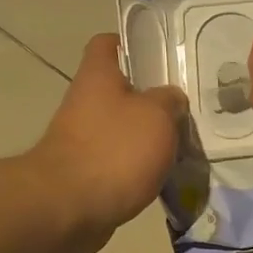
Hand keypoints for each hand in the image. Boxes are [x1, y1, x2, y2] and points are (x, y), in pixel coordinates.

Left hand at [31, 34, 187, 239]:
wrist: (67, 210)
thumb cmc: (113, 150)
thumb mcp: (156, 116)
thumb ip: (169, 100)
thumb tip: (171, 98)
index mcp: (97, 76)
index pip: (108, 43)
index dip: (131, 42)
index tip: (160, 54)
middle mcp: (85, 102)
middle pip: (120, 89)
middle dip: (151, 97)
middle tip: (185, 104)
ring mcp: (82, 139)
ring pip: (122, 127)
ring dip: (147, 135)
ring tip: (184, 142)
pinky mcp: (85, 173)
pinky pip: (118, 161)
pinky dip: (138, 166)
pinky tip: (166, 174)